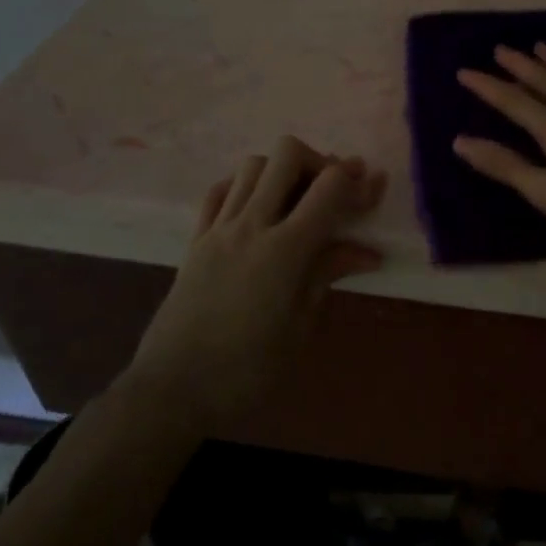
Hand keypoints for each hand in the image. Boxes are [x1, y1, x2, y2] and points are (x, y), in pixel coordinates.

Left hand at [130, 137, 385, 425]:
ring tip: (296, 200)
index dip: (357, 180)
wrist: (172, 390)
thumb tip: (368, 252)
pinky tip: (257, 207)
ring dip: (282, 171)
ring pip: (253, 165)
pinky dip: (244, 185)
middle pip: (287, 155)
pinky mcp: (195, 239)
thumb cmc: (247, 369)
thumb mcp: (300, 327)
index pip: (329, 188)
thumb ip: (328, 275)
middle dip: (319, 161)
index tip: (373, 188)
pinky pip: (220, 190)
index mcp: (285, 250)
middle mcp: (251, 225)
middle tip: (332, 192)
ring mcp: (219, 228)